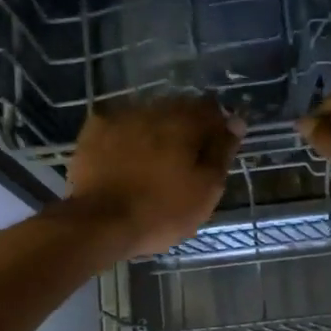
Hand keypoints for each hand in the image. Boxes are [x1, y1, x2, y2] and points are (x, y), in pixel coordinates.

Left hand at [64, 96, 243, 257]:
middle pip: (178, 108)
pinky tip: (128, 157)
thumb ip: (222, 151)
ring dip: (157, 130)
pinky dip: (129, 136)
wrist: (99, 223)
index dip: (217, 127)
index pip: (211, 109)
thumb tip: (236, 120)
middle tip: (186, 159)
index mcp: (184, 122)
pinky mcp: (94, 131)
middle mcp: (153, 109)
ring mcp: (120, 117)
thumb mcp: (206, 189)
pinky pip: (121, 125)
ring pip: (148, 115)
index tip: (216, 150)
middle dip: (186, 128)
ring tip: (156, 160)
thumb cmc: (161, 211)